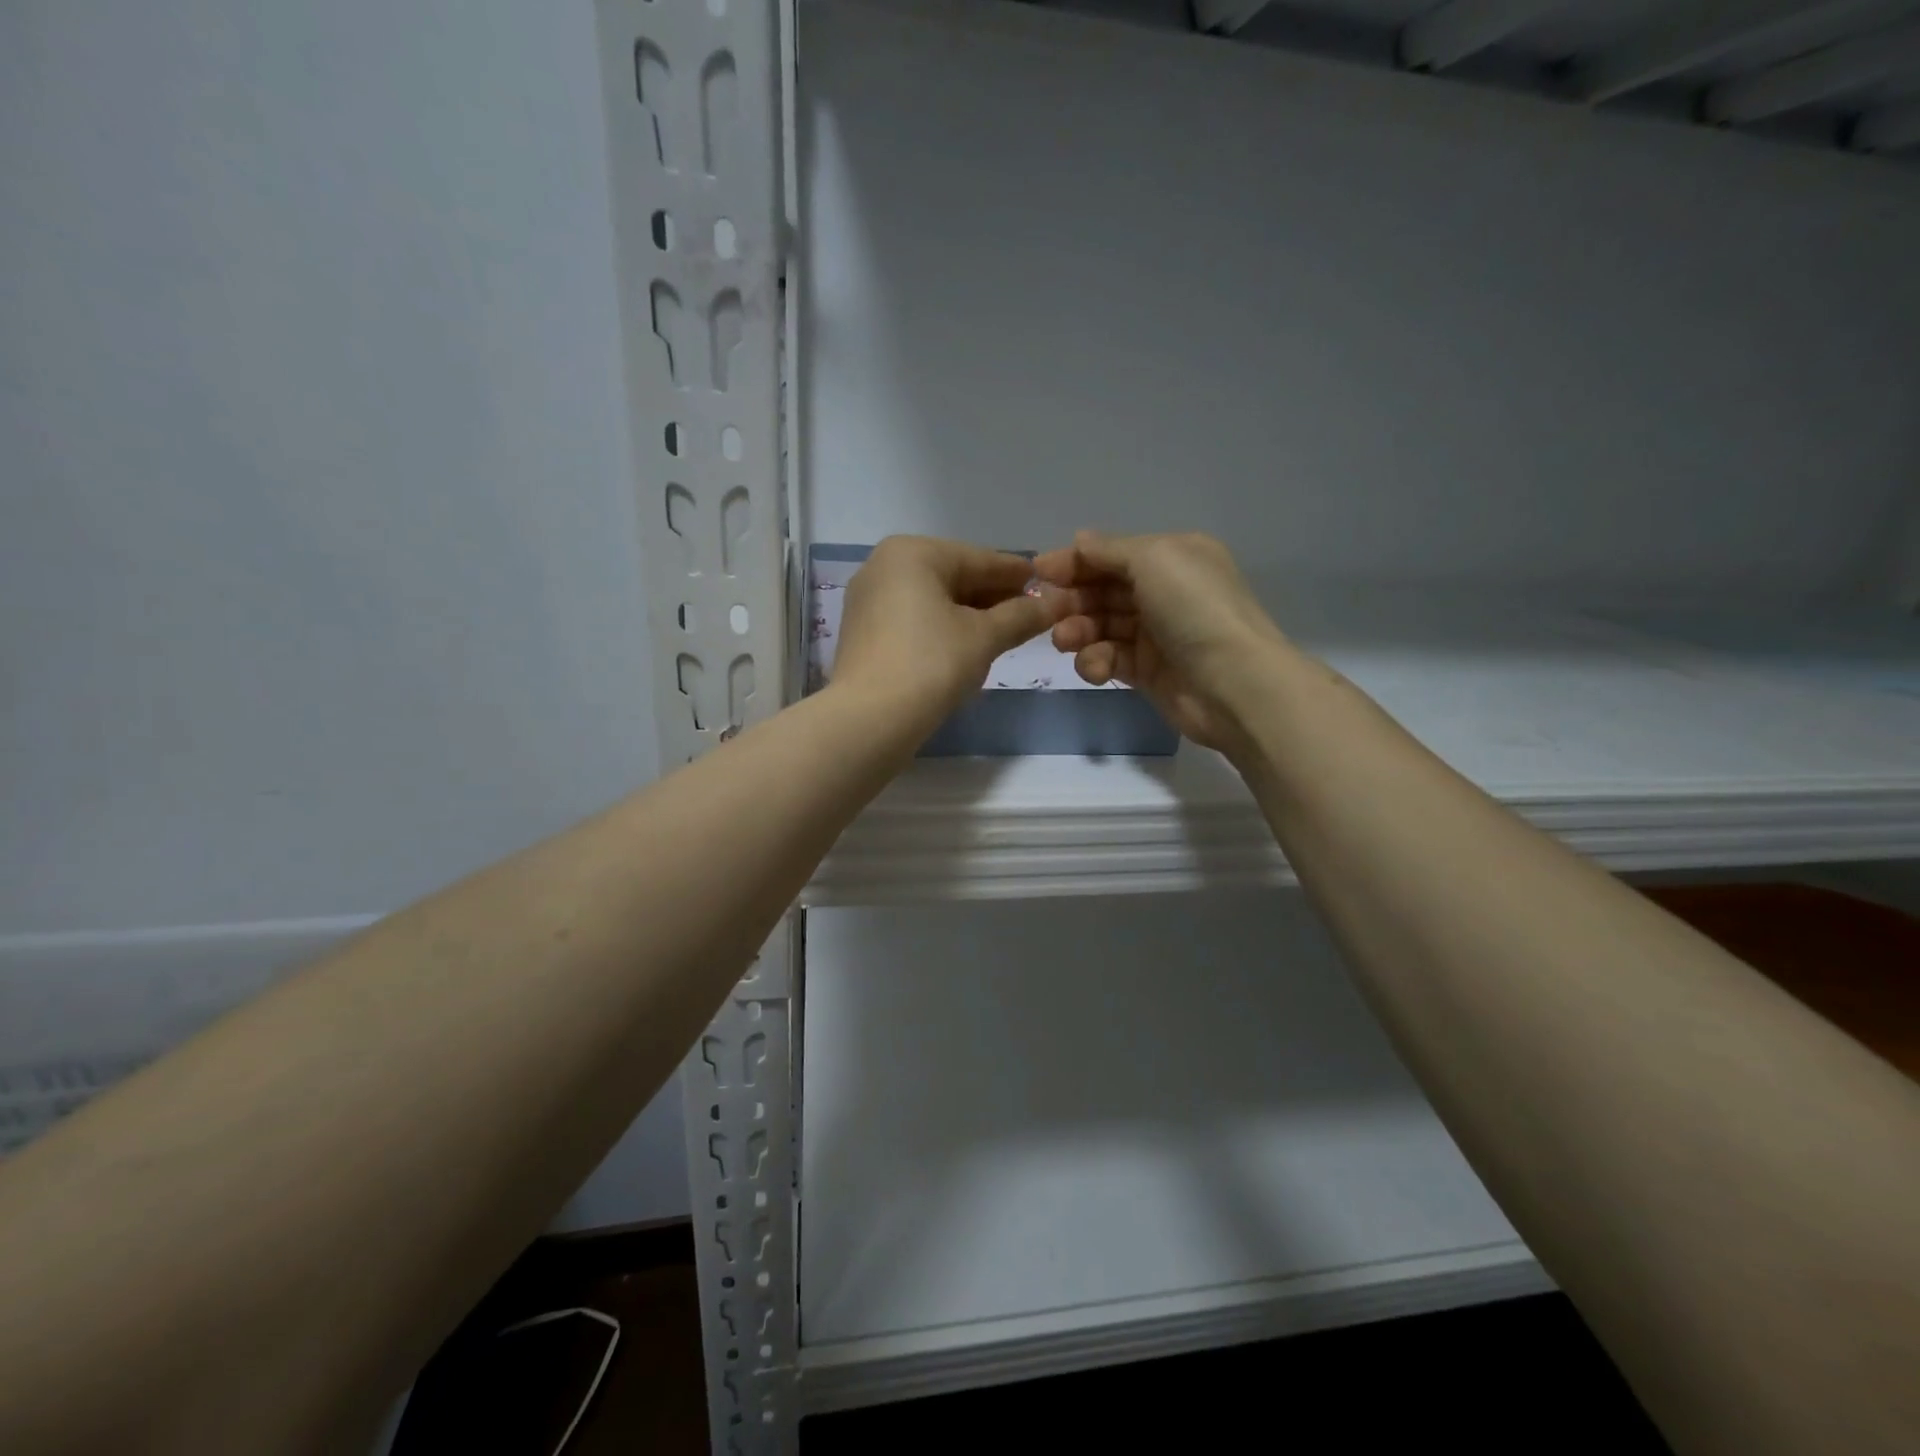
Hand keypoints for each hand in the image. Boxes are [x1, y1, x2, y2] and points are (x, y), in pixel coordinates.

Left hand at [830, 535, 1068, 737]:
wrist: (869, 719)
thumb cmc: (931, 664)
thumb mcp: (984, 637)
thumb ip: (1021, 616)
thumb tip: (1056, 603)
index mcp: (913, 553)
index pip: (979, 559)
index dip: (1017, 574)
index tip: (1048, 584)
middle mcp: (884, 566)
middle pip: (954, 577)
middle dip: (993, 597)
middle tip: (1030, 614)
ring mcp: (868, 601)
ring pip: (933, 601)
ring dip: (970, 615)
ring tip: (1005, 632)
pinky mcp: (863, 634)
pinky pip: (913, 621)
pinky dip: (942, 629)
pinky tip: (966, 648)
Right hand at [1032, 530, 1290, 752]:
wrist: (1233, 684)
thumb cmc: (1194, 609)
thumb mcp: (1154, 559)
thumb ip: (1110, 550)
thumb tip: (1079, 540)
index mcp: (1172, 557)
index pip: (1112, 554)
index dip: (1075, 561)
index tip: (1037, 572)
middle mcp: (1165, 591)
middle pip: (1103, 590)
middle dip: (1071, 599)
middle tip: (1044, 612)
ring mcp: (1156, 633)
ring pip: (1101, 625)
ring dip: (1078, 631)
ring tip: (1065, 641)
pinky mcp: (1147, 671)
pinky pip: (1109, 658)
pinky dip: (1096, 661)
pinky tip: (1095, 668)